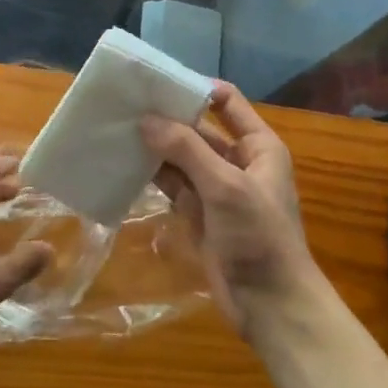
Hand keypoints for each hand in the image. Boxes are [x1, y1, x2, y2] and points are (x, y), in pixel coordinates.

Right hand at [141, 83, 325, 338]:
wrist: (270, 304)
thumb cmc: (259, 236)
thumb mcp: (225, 186)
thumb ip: (187, 149)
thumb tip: (146, 119)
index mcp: (257, 146)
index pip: (226, 102)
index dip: (195, 89)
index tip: (156, 83)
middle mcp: (237, 161)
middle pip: (198, 129)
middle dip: (166, 118)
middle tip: (125, 105)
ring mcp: (216, 189)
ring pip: (181, 157)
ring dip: (155, 146)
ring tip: (116, 130)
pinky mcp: (198, 214)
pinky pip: (172, 185)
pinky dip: (152, 175)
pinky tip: (124, 164)